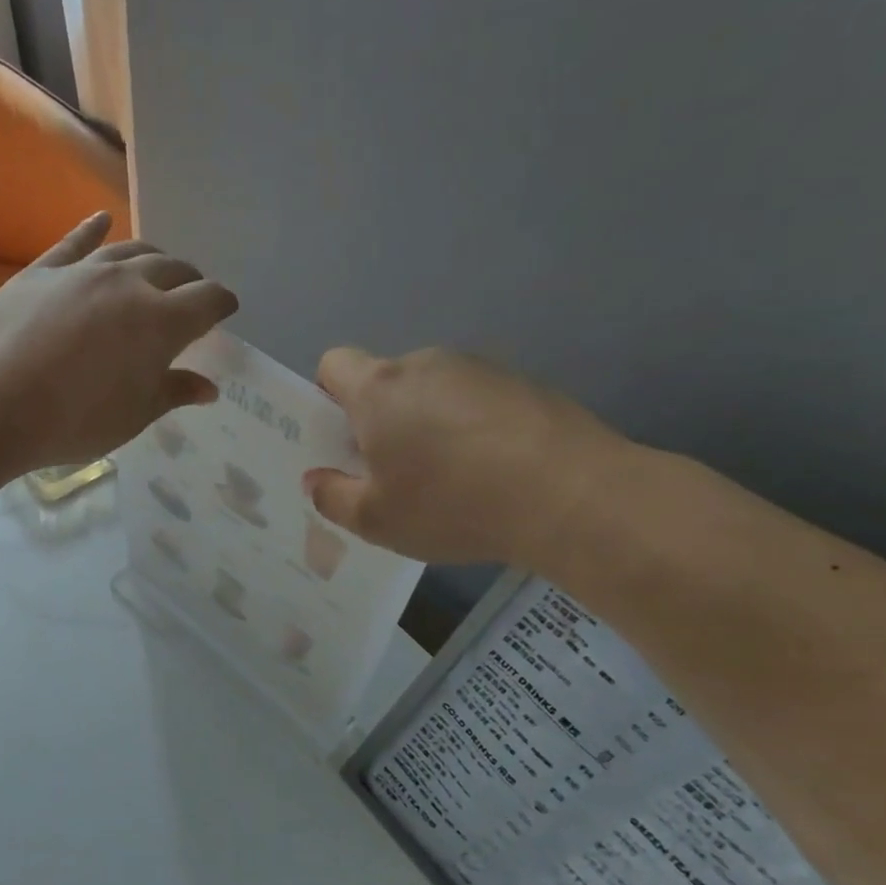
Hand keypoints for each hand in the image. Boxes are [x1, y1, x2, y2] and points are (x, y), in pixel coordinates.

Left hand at [0, 212, 238, 468]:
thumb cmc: (76, 421)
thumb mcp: (134, 416)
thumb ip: (173, 393)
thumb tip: (207, 387)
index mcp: (162, 322)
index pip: (207, 300)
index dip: (221, 303)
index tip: (225, 310)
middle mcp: (129, 284)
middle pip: (172, 268)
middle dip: (189, 280)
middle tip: (190, 295)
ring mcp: (83, 272)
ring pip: (129, 250)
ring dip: (150, 257)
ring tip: (155, 268)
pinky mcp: (42, 271)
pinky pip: (74, 243)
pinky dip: (92, 230)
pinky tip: (101, 220)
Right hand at [305, 347, 633, 567]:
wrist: (569, 495)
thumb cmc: (451, 504)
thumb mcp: (375, 520)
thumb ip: (332, 497)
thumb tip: (315, 479)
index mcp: (378, 390)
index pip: (334, 365)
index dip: (328, 397)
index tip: (344, 440)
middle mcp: (424, 365)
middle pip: (386, 382)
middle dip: (381, 420)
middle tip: (395, 474)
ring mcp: (478, 369)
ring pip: (433, 392)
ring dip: (428, 424)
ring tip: (453, 479)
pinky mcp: (523, 383)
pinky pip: (476, 401)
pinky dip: (472, 428)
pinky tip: (493, 472)